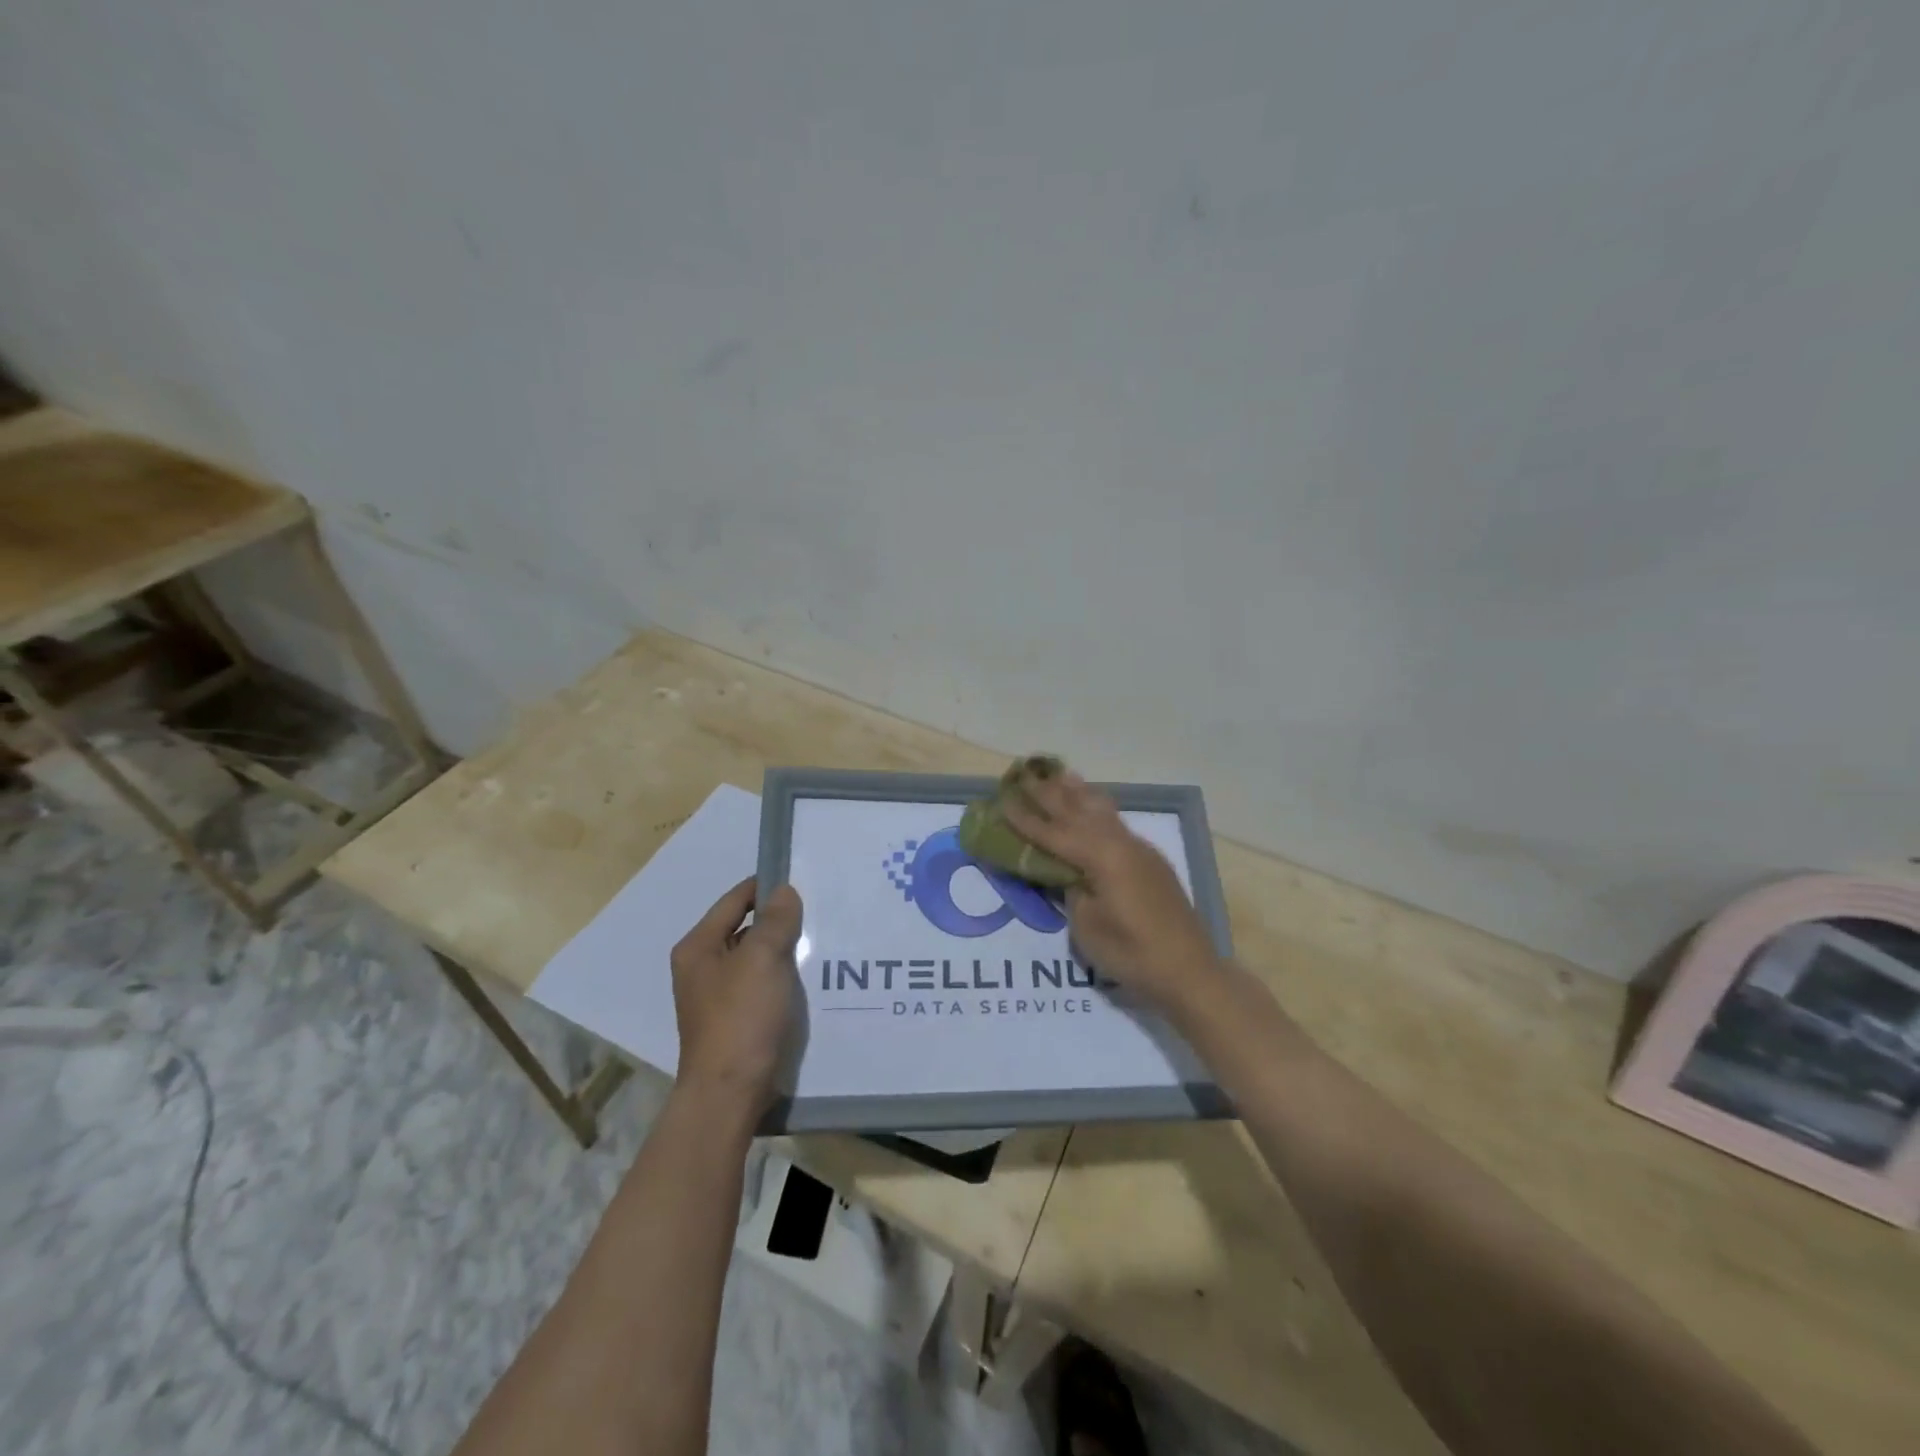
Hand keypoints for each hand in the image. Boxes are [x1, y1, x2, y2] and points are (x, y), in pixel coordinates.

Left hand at [670, 878, 802, 1112]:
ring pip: (756, 958)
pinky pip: (762, 984)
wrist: (729, 1093)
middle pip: (745, 928)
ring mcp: (717, 996)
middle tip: (818, 912)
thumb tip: (784, 892)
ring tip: (821, 941)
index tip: (803, 882)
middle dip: (778, 920)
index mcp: (698, 947)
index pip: (735, 900)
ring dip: (783, 950)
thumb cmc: (741, 1018)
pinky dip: (782, 977)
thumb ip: (775, 920)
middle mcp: (702, 967)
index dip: (766, 886)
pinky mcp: (735, 1019)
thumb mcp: (762, 959)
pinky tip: (809, 978)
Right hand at [1001, 771, 1222, 1013]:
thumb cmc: (1132, 953)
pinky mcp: (1151, 862)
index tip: (1002, 800)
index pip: (1054, 833)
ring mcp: (1140, 850)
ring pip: (1102, 812)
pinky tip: (1095, 806)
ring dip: (1078, 793)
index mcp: (1102, 858)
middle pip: (1078, 813)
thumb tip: (1068, 874)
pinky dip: (1099, 809)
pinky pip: (1116, 824)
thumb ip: (1072, 892)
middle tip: (1025, 775)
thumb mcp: (1087, 928)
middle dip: (1049, 795)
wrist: (1189, 970)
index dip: (1026, 819)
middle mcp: (1121, 844)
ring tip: (1060, 774)